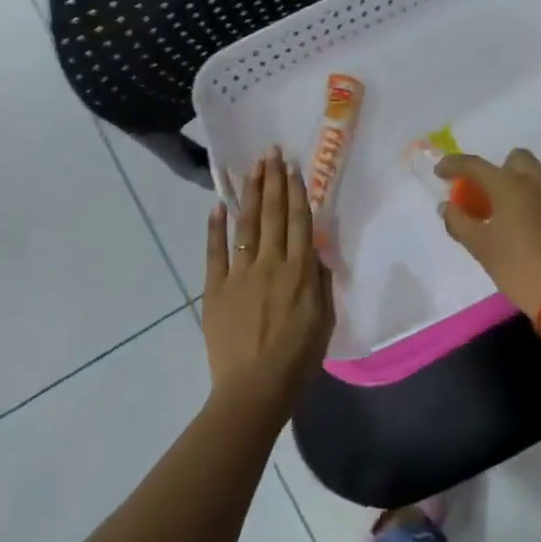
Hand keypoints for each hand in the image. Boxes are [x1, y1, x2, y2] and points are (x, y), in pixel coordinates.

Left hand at [203, 148, 334, 407]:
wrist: (254, 388)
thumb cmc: (298, 358)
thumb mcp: (325, 320)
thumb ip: (320, 282)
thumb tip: (314, 252)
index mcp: (300, 271)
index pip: (299, 221)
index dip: (296, 192)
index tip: (293, 168)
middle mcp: (271, 263)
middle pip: (274, 214)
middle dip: (273, 181)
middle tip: (271, 153)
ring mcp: (240, 273)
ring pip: (247, 224)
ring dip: (251, 193)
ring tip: (252, 168)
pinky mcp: (216, 288)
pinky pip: (215, 251)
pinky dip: (216, 227)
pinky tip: (218, 205)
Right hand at [436, 148, 540, 326]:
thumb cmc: (520, 269)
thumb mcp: (481, 248)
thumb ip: (459, 222)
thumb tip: (447, 206)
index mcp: (510, 185)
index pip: (475, 165)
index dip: (454, 165)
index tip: (440, 172)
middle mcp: (537, 180)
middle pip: (514, 160)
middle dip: (496, 171)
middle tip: (484, 196)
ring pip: (535, 175)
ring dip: (517, 185)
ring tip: (506, 214)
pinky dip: (535, 199)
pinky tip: (529, 226)